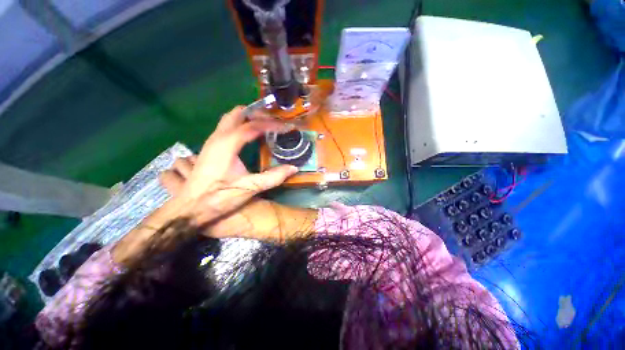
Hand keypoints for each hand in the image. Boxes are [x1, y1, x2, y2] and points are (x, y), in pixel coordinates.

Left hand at [166, 106, 297, 225]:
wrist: (190, 207)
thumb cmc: (218, 198)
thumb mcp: (249, 188)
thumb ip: (273, 177)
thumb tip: (294, 168)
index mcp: (227, 144)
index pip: (253, 126)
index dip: (272, 125)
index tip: (287, 127)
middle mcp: (218, 137)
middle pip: (238, 113)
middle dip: (258, 114)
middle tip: (274, 121)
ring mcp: (212, 141)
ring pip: (231, 118)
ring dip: (249, 117)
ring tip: (266, 125)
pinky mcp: (211, 147)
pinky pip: (228, 126)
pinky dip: (242, 124)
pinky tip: (251, 136)